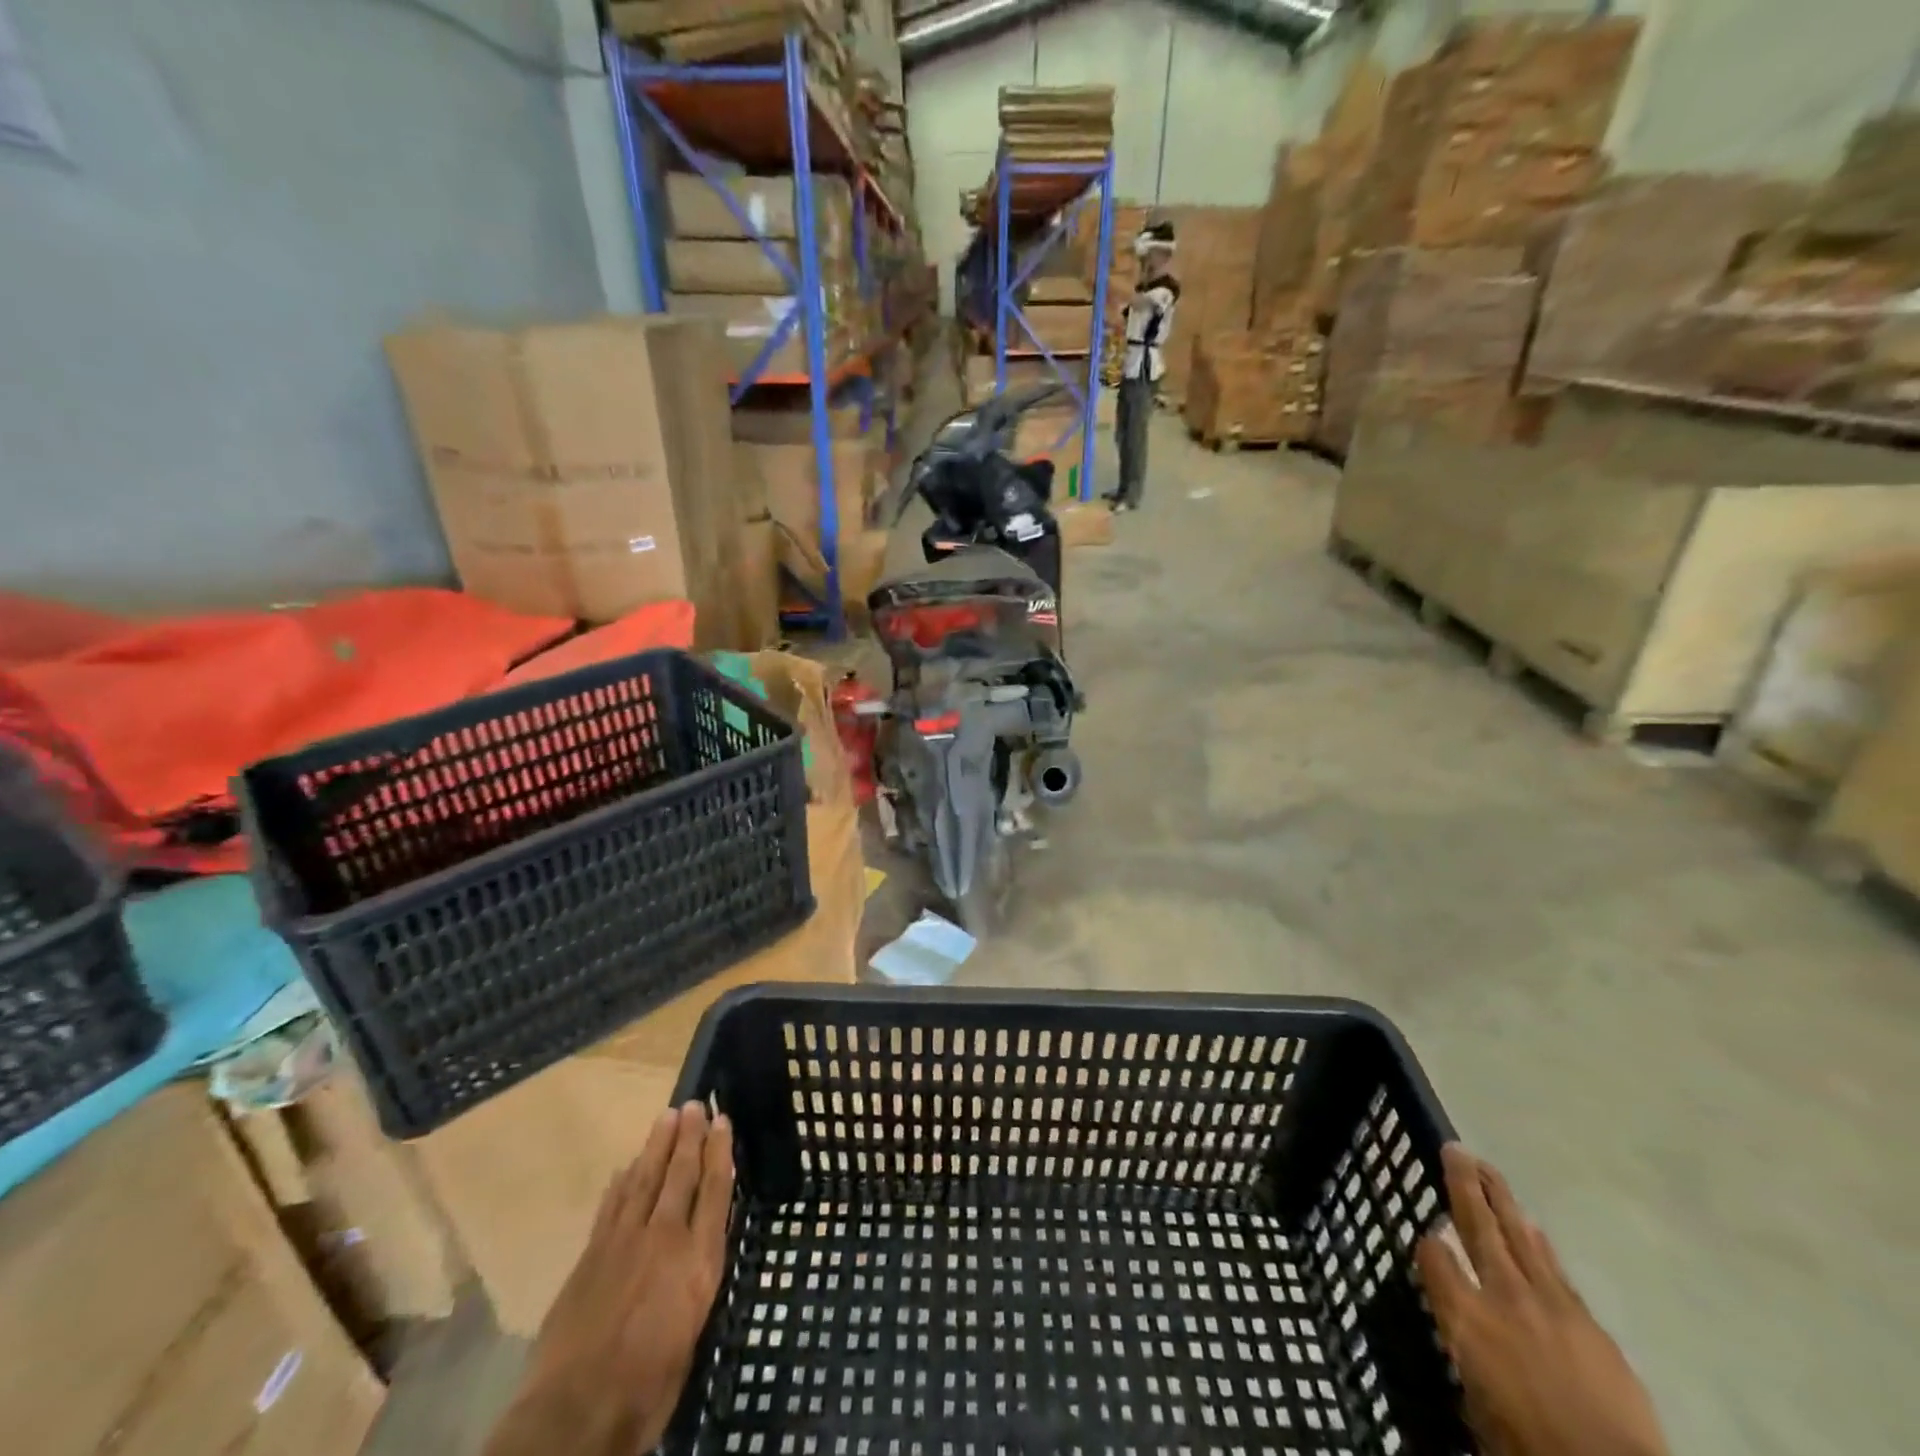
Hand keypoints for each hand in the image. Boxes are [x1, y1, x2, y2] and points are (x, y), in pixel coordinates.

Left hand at [485, 1103, 734, 1455]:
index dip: (720, 1153)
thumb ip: (697, 1284)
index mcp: (697, 1262)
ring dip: (657, 1146)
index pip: (715, 1192)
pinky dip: (622, 1182)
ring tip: (667, 1117)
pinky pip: (611, 1206)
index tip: (723, 1121)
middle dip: (690, 1138)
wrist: (574, 1414)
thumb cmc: (648, 1388)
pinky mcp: (591, 1256)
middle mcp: (664, 1240)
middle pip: (680, 1176)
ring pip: (645, 1180)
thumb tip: (697, 1256)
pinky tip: (627, 1166)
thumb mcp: (693, 1333)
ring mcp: (623, 1243)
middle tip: (695, 1104)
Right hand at [1415, 1145, 1667, 1455]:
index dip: (1428, 1243)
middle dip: (1465, 1185)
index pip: (1434, 1257)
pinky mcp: (1589, 1322)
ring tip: (1488, 1170)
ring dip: (1502, 1200)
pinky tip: (1533, 1229)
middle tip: (1456, 1149)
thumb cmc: (1528, 1446)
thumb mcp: (1477, 1406)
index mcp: (1465, 1317)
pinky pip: (1555, 1269)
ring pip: (1519, 1237)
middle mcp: (1502, 1296)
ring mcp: (1549, 1304)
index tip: (1426, 1236)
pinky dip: (1539, 1244)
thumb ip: (1468, 1354)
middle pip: (1478, 1227)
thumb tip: (1466, 1336)